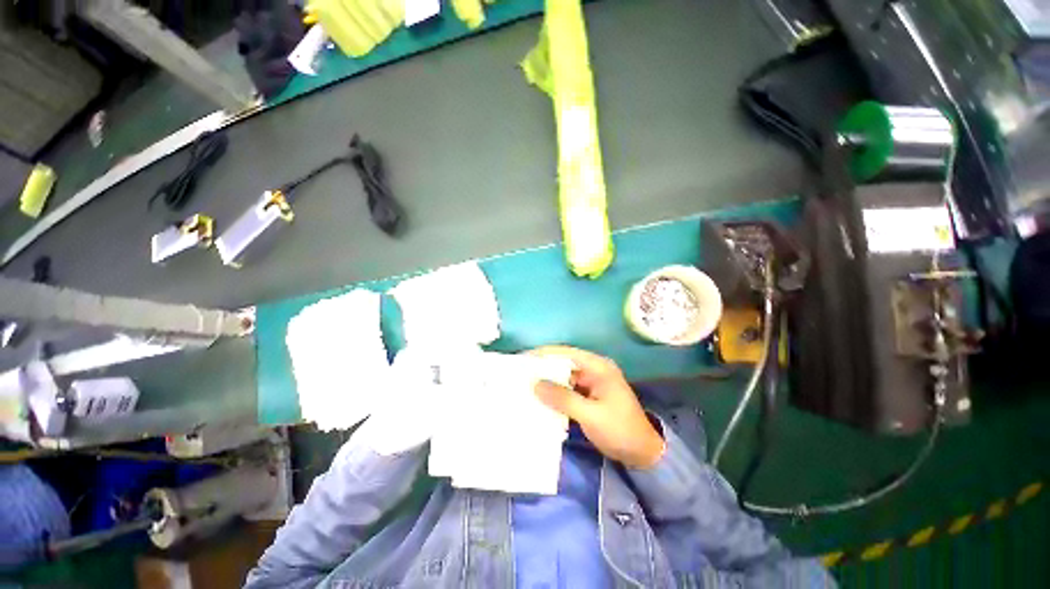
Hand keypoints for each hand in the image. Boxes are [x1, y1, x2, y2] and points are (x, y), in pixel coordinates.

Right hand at [530, 346, 664, 468]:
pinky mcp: (588, 395)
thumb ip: (563, 398)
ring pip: (563, 376)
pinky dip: (554, 393)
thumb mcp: (590, 415)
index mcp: (598, 366)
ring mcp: (591, 382)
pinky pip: (567, 389)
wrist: (643, 454)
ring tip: (523, 385)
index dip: (543, 354)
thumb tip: (535, 384)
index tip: (521, 360)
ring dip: (547, 381)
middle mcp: (593, 369)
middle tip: (518, 374)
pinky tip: (539, 399)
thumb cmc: (620, 430)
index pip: (565, 353)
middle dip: (542, 368)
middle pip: (563, 363)